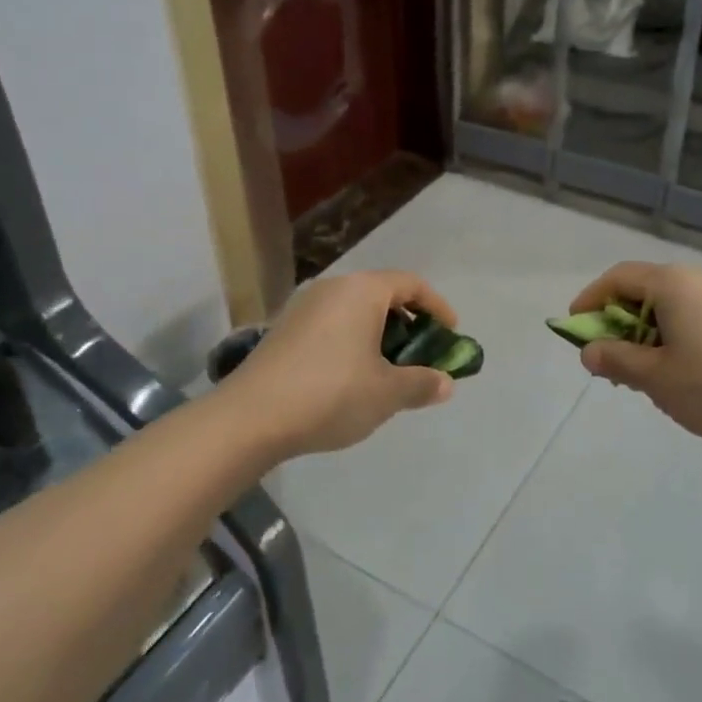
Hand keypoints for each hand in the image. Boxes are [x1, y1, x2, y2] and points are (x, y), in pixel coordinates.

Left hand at [220, 270, 457, 457]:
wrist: (250, 417)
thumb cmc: (331, 394)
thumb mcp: (387, 393)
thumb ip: (422, 383)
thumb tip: (445, 383)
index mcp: (362, 291)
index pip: (411, 284)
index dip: (437, 307)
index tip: (451, 333)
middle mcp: (332, 288)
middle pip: (382, 295)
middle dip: (409, 323)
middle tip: (422, 355)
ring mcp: (303, 307)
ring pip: (354, 311)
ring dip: (379, 335)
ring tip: (389, 371)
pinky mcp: (283, 330)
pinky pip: (331, 325)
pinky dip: (352, 342)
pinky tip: (352, 378)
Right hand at [568, 262, 701, 456]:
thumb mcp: (655, 377)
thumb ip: (615, 360)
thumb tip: (589, 351)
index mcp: (674, 283)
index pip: (618, 278)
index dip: (590, 301)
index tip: (573, 329)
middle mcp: (699, 281)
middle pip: (643, 291)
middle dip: (617, 323)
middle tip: (606, 360)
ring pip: (669, 308)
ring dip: (644, 336)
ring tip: (638, 375)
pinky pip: (693, 320)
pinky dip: (671, 339)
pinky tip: (674, 376)